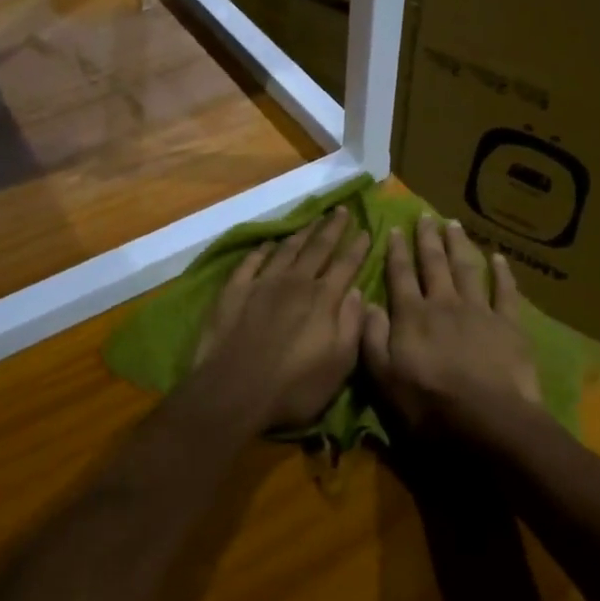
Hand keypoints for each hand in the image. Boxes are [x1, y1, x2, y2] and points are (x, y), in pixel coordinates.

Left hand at [191, 208, 369, 429]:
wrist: (232, 391)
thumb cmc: (293, 387)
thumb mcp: (339, 365)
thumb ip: (351, 324)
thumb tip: (358, 291)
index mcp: (323, 299)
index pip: (346, 264)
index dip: (358, 246)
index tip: (366, 229)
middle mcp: (295, 282)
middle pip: (318, 247)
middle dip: (332, 227)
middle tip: (341, 209)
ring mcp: (262, 283)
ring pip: (286, 249)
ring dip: (301, 233)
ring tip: (312, 220)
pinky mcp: (234, 290)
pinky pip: (251, 262)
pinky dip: (262, 250)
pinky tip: (268, 245)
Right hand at [362, 217, 538, 432]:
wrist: (489, 421)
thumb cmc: (429, 406)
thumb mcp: (384, 379)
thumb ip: (372, 338)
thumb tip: (367, 303)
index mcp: (412, 316)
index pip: (399, 275)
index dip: (395, 251)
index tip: (392, 229)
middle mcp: (443, 303)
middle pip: (433, 263)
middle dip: (427, 238)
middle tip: (424, 215)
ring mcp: (478, 310)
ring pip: (466, 268)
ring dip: (458, 244)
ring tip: (453, 224)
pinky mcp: (509, 324)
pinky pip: (505, 291)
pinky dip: (502, 272)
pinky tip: (499, 257)